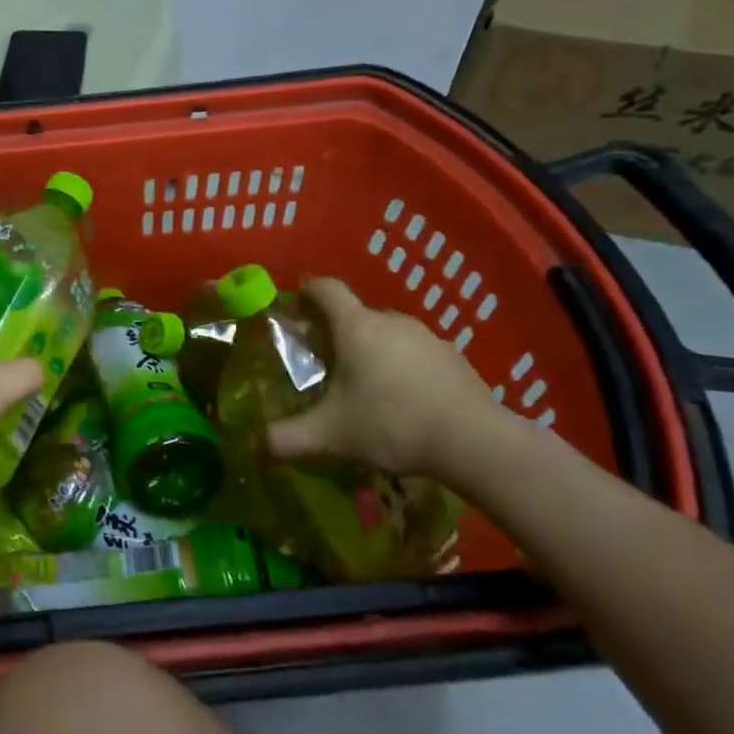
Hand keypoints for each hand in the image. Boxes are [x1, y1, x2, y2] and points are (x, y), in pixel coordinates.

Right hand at [267, 277, 499, 477]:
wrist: (476, 442)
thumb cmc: (391, 424)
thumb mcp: (330, 435)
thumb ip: (288, 438)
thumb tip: (257, 445)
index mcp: (355, 327)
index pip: (325, 288)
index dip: (306, 293)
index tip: (296, 311)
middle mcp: (390, 321)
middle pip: (354, 314)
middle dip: (336, 333)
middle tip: (325, 366)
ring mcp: (426, 337)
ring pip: (386, 334)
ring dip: (371, 352)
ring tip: (366, 389)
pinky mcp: (453, 358)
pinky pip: (415, 353)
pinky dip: (402, 368)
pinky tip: (404, 402)